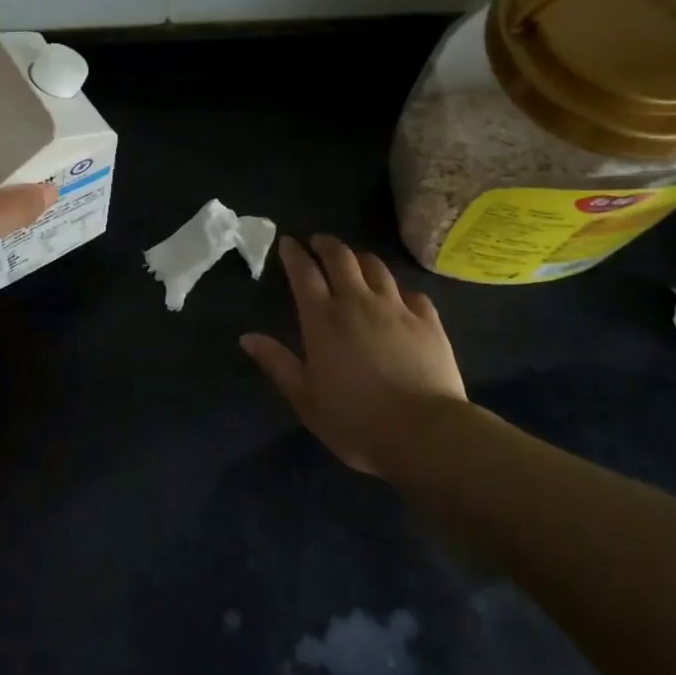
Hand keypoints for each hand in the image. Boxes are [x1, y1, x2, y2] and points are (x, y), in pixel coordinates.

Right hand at [240, 235, 468, 474]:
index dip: (294, 253)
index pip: (304, 272)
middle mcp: (358, 302)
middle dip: (326, 244)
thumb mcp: (305, 398)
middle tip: (318, 243)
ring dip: (360, 258)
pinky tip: (397, 296)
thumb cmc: (355, 420)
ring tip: (354, 261)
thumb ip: (277, 363)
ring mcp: (397, 308)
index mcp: (323, 319)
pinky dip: (397, 289)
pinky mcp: (428, 321)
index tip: (288, 242)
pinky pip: (411, 292)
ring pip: (376, 267)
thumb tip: (247, 337)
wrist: (425, 432)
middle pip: (341, 257)